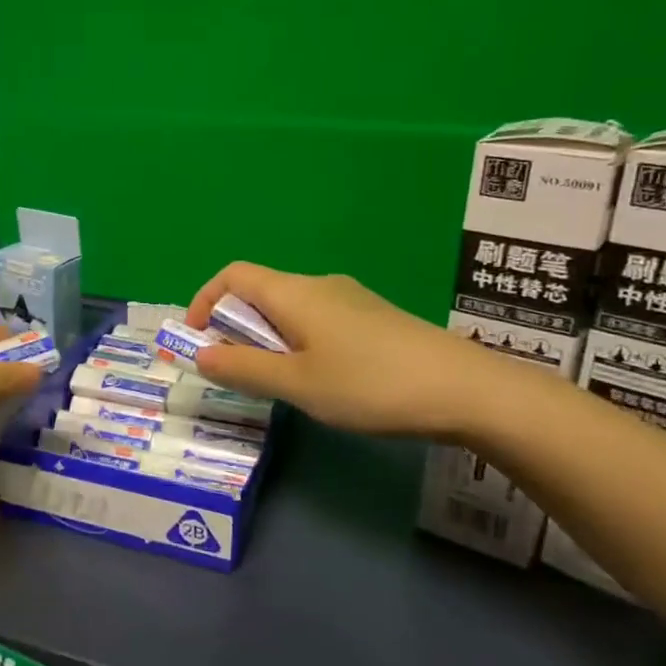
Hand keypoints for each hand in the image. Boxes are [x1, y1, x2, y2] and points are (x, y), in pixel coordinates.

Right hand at [185, 262, 498, 439]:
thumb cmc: (370, 384)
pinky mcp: (374, 320)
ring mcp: (351, 300)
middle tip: (234, 371)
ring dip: (267, 339)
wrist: (468, 390)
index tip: (197, 340)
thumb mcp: (298, 384)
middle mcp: (319, 285)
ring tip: (275, 382)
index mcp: (294, 293)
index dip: (204, 300)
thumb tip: (200, 354)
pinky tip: (320, 381)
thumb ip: (243, 369)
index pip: (233, 275)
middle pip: (259, 292)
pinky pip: (317, 321)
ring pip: (289, 310)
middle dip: (234, 327)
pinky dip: (297, 343)